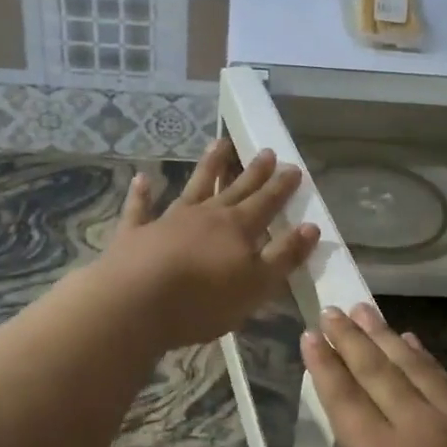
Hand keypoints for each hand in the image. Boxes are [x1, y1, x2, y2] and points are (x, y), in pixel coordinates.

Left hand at [102, 139, 318, 349]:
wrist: (136, 303)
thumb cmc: (203, 300)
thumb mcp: (256, 285)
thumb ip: (284, 256)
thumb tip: (311, 227)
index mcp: (237, 229)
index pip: (266, 203)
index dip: (281, 187)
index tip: (294, 167)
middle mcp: (206, 216)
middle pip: (235, 189)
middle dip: (253, 172)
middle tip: (267, 151)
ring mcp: (169, 220)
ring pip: (194, 187)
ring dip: (207, 166)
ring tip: (219, 143)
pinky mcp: (136, 233)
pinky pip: (140, 208)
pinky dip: (142, 193)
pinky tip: (142, 178)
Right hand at [274, 304, 446, 446]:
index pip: (346, 401)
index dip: (325, 367)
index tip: (310, 335)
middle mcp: (421, 428)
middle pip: (379, 372)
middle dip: (352, 339)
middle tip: (332, 310)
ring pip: (415, 367)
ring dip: (387, 336)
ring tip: (366, 311)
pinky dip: (427, 357)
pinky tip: (416, 344)